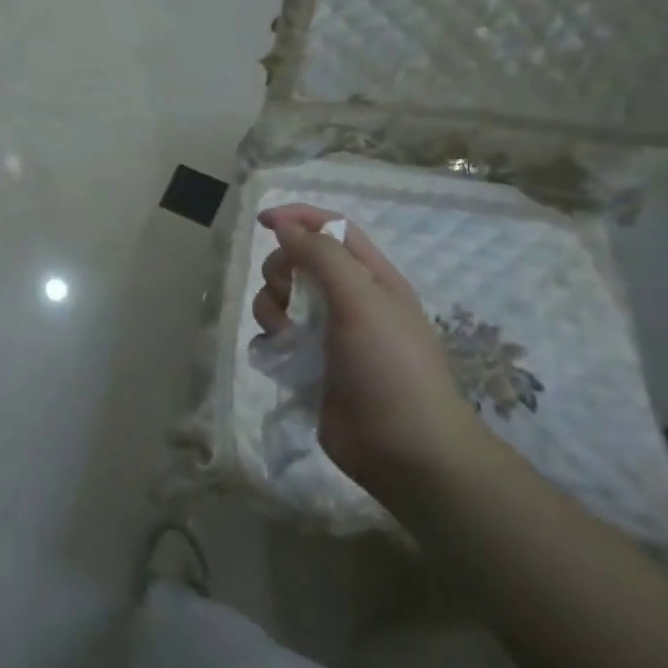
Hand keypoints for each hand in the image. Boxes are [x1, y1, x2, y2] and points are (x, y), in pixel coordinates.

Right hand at [253, 206, 490, 495]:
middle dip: (281, 270)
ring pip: (281, 298)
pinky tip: (278, 353)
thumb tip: (285, 226)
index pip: (332, 229)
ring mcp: (328, 333)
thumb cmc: (390, 366)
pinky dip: (270, 336)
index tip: (263, 222)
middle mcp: (349, 300)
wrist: (404, 449)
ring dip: (272, 306)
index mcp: (372, 278)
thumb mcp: (362, 300)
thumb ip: (322, 257)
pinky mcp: (308, 363)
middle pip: (299, 262)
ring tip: (285, 332)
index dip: (298, 218)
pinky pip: (275, 333)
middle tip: (287, 295)